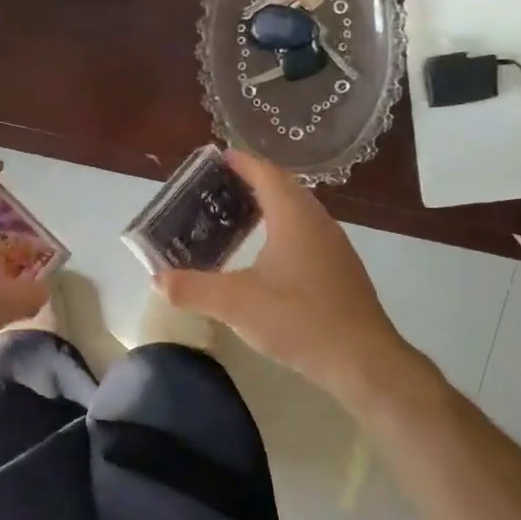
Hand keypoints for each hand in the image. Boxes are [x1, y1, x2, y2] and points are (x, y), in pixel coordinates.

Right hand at [154, 151, 418, 404]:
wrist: (362, 360)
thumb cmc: (299, 319)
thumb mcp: (235, 304)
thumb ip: (192, 288)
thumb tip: (157, 279)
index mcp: (294, 217)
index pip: (266, 173)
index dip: (241, 162)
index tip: (215, 159)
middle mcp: (317, 222)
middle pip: (283, 188)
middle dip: (251, 182)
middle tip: (216, 190)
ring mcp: (333, 246)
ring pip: (297, 212)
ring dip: (268, 207)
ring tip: (235, 218)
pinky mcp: (339, 270)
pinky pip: (305, 234)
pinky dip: (281, 230)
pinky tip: (264, 256)